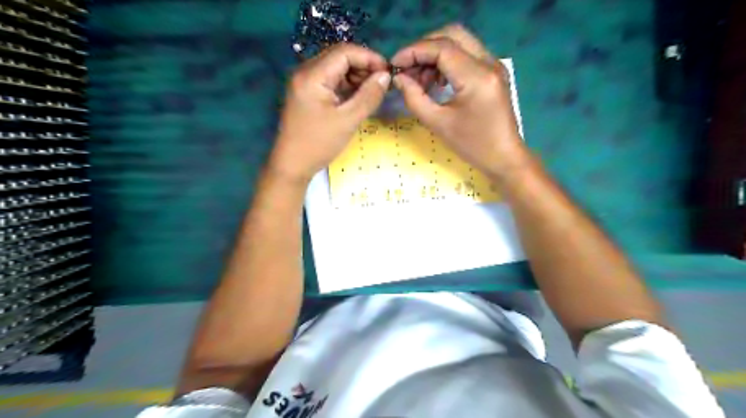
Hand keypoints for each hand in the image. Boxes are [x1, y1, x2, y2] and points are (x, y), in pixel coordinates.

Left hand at [271, 43, 391, 184]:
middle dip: (363, 66)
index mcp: (312, 75)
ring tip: (373, 91)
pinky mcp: (307, 94)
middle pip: (339, 57)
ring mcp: (304, 83)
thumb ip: (368, 96)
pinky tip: (359, 96)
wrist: (292, 165)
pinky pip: (330, 81)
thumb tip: (385, 76)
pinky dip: (346, 85)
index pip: (344, 52)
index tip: (388, 71)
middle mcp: (305, 72)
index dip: (369, 58)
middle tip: (382, 82)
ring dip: (356, 76)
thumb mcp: (348, 120)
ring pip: (335, 69)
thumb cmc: (319, 144)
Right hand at [392, 25, 530, 176]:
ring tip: (420, 81)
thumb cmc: (472, 145)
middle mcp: (488, 63)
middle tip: (407, 69)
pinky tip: (437, 82)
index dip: (414, 51)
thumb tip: (399, 78)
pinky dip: (447, 61)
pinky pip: (467, 54)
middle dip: (424, 48)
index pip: (441, 48)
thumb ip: (414, 98)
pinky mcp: (493, 72)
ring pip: (459, 42)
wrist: (503, 157)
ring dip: (435, 55)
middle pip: (451, 35)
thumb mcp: (438, 124)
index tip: (394, 64)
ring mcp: (493, 65)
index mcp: (476, 76)